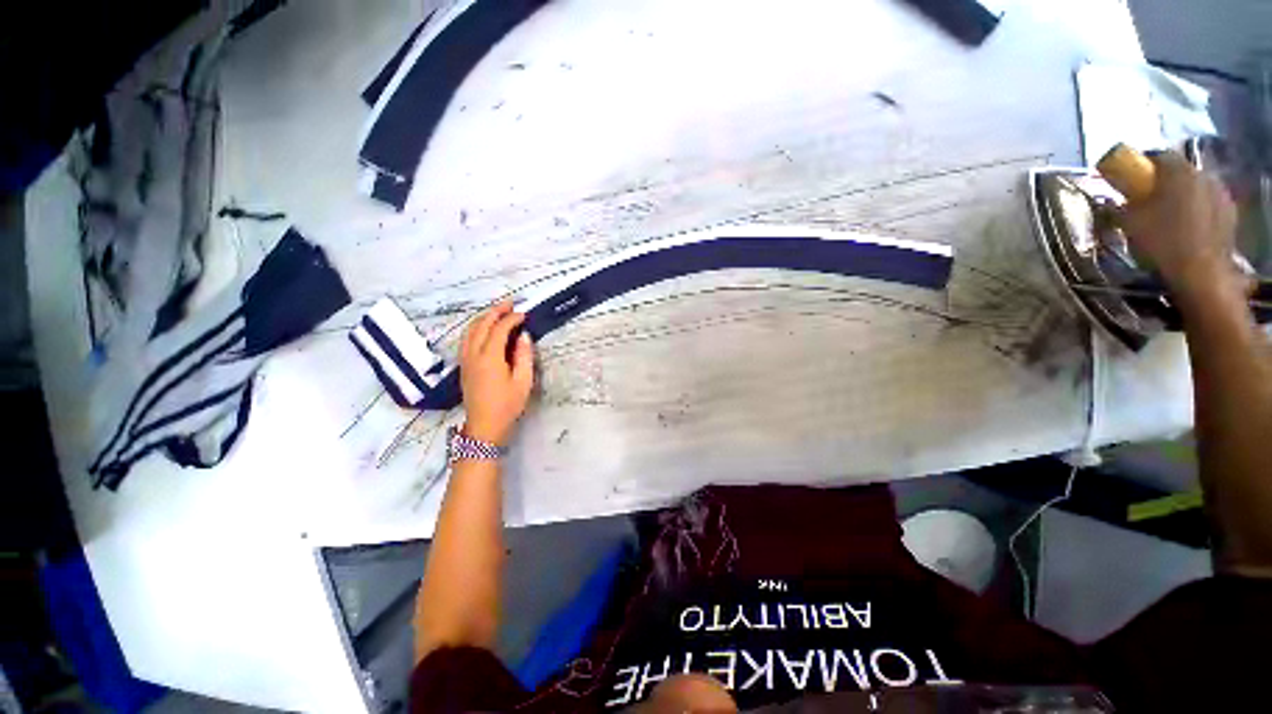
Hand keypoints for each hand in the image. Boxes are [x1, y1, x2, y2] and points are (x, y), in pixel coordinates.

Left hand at [459, 301, 534, 445]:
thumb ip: (524, 356)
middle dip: (495, 311)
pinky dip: (476, 328)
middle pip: (481, 325)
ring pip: (470, 330)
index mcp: (490, 358)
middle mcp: (473, 354)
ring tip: (498, 312)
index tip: (524, 314)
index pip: (499, 330)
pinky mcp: (463, 365)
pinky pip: (466, 339)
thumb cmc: (507, 405)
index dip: (511, 319)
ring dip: (484, 318)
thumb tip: (524, 336)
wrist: (484, 426)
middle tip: (510, 304)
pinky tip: (484, 329)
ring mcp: (465, 360)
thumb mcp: (523, 382)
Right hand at [1119, 151, 1239, 300]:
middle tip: (1150, 199)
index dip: (1143, 165)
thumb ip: (1118, 207)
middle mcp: (1202, 174)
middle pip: (1179, 170)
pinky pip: (1209, 202)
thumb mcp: (1129, 224)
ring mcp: (1220, 193)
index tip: (1131, 180)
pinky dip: (1197, 209)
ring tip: (1170, 214)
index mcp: (1177, 171)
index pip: (1158, 155)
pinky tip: (1188, 226)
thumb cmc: (1162, 243)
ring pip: (1196, 186)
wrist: (1201, 273)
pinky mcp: (1230, 212)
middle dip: (1165, 181)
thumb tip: (1108, 200)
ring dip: (1183, 195)